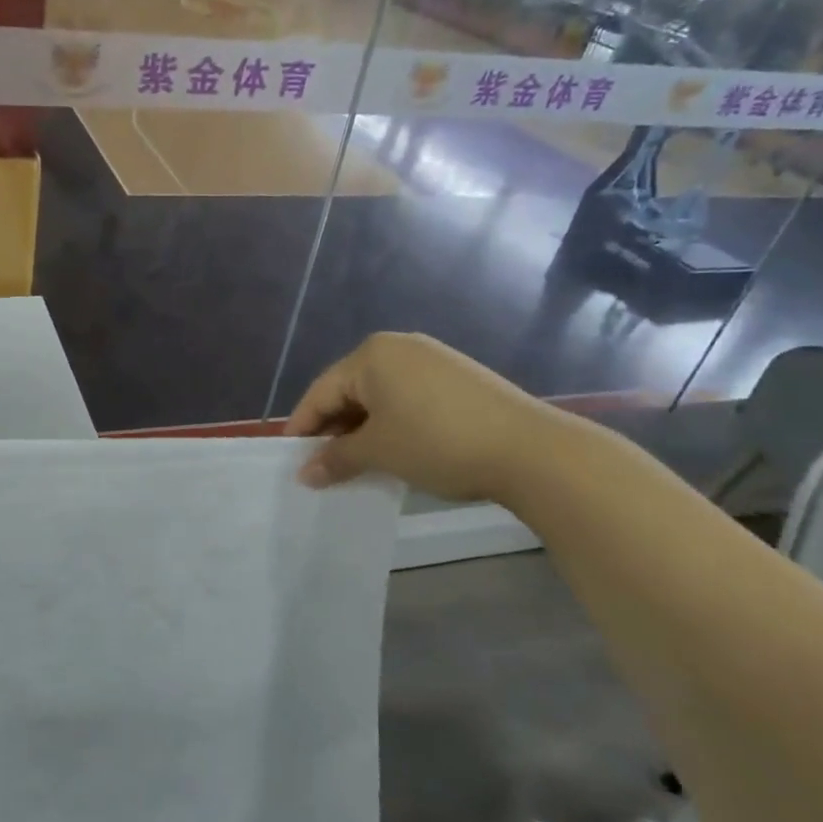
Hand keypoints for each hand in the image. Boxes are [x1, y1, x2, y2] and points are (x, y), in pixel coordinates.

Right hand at [285, 332, 556, 502]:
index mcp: (371, 355)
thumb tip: (305, 474)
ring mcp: (432, 360)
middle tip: (323, 467)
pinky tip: (396, 452)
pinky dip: (394, 424)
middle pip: (350, 391)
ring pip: (380, 397)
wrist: (532, 450)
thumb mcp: (379, 452)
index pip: (321, 392)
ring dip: (364, 430)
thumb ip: (336, 458)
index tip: (290, 461)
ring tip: (357, 465)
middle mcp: (399, 348)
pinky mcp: (458, 378)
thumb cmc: (438, 442)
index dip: (303, 428)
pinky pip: (408, 398)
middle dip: (334, 430)